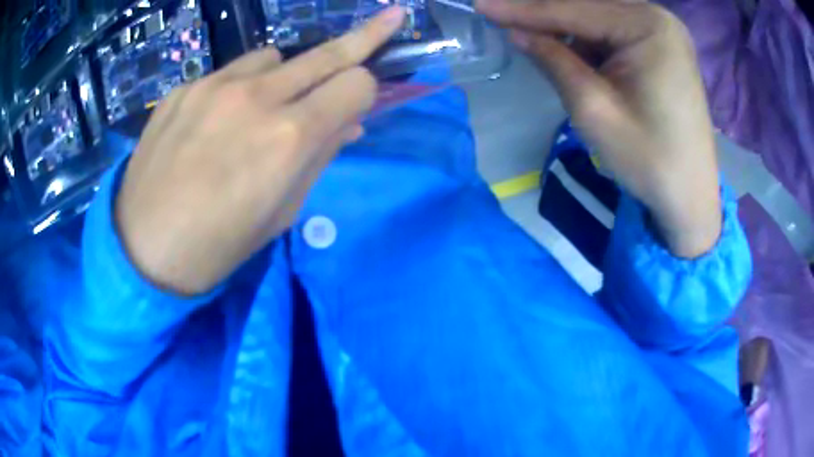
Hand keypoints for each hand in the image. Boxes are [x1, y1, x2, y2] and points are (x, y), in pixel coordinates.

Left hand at [115, 8, 406, 294]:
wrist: (142, 250)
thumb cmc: (217, 246)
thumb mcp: (281, 214)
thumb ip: (320, 158)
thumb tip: (350, 122)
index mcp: (289, 138)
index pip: (356, 83)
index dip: (367, 92)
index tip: (360, 103)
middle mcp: (257, 97)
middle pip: (327, 52)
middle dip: (365, 37)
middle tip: (391, 17)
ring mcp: (214, 85)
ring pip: (277, 55)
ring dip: (287, 74)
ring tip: (265, 105)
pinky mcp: (184, 87)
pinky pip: (231, 70)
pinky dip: (241, 84)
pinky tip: (218, 116)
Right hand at [478, 0, 721, 257]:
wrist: (691, 197)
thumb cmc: (650, 160)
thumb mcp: (594, 110)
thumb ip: (554, 61)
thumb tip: (517, 32)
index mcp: (648, 26)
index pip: (574, 9)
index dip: (523, 9)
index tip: (481, 6)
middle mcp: (659, 17)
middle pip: (589, 5)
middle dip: (546, 14)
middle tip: (504, 18)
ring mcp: (664, 31)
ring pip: (600, 16)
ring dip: (568, 28)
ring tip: (539, 42)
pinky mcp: (664, 46)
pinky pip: (617, 30)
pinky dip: (591, 39)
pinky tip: (576, 55)